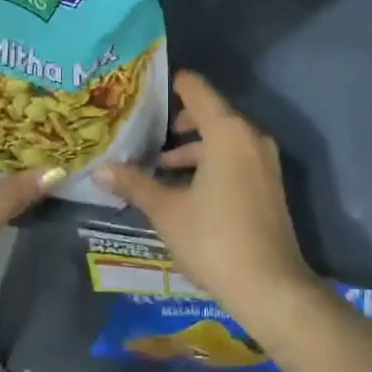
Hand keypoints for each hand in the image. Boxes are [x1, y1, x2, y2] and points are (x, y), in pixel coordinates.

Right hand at [97, 71, 314, 331]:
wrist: (270, 286)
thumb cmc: (214, 240)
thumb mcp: (167, 212)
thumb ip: (135, 185)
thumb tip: (101, 169)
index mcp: (227, 132)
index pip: (197, 90)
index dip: (173, 85)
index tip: (146, 88)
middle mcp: (250, 137)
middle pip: (211, 114)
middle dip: (177, 123)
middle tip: (144, 134)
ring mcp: (264, 161)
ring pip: (223, 140)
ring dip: (193, 149)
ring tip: (159, 167)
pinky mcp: (268, 184)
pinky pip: (235, 158)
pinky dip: (211, 163)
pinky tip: (186, 189)